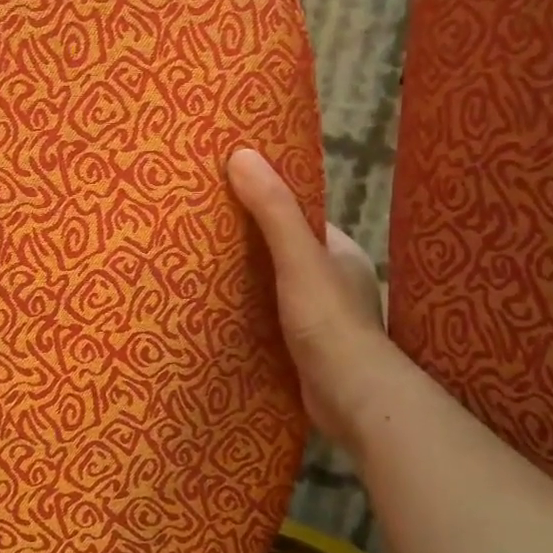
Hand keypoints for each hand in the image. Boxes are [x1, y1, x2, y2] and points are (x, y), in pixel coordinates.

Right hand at [228, 148, 388, 450]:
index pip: (298, 218)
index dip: (265, 204)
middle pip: (283, 252)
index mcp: (340, 253)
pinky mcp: (306, 348)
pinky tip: (220, 313)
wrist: (352, 398)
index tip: (225, 196)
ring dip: (247, 283)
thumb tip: (241, 154)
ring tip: (200, 270)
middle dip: (249, 246)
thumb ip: (273, 210)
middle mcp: (333, 281)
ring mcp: (321, 317)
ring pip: (276, 288)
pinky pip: (271, 319)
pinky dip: (250, 314)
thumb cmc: (328, 320)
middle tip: (201, 235)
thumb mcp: (298, 258)